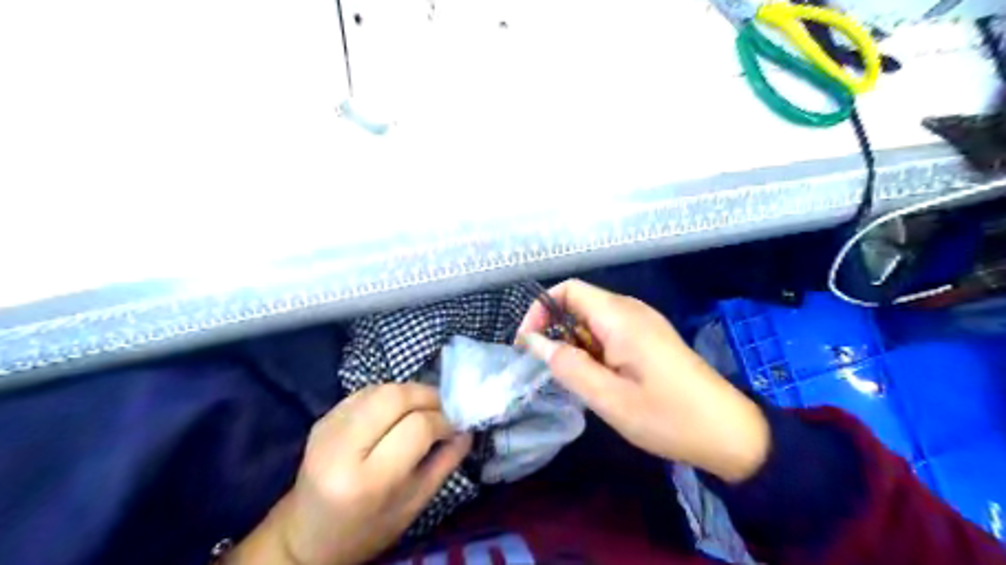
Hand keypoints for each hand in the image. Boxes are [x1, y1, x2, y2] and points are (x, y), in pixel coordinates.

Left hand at [230, 381, 473, 562]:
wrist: (305, 536)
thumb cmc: (366, 530)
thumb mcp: (413, 506)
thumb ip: (444, 464)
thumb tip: (466, 431)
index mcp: (368, 481)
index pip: (417, 427)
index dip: (443, 420)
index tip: (454, 427)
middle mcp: (342, 448)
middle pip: (395, 397)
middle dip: (427, 396)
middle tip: (442, 409)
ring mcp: (327, 429)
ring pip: (380, 388)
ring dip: (409, 392)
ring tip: (422, 409)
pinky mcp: (322, 419)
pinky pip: (365, 392)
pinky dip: (389, 395)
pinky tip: (397, 412)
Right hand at [519, 278, 771, 481]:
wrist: (728, 431)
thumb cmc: (667, 416)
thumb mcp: (608, 398)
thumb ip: (567, 366)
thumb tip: (534, 342)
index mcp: (620, 316)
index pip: (568, 289)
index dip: (541, 310)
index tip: (529, 344)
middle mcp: (632, 309)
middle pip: (579, 304)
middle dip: (558, 333)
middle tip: (557, 372)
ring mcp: (644, 322)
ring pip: (593, 321)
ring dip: (577, 345)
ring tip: (584, 382)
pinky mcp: (651, 337)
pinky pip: (610, 333)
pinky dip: (595, 351)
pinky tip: (604, 381)